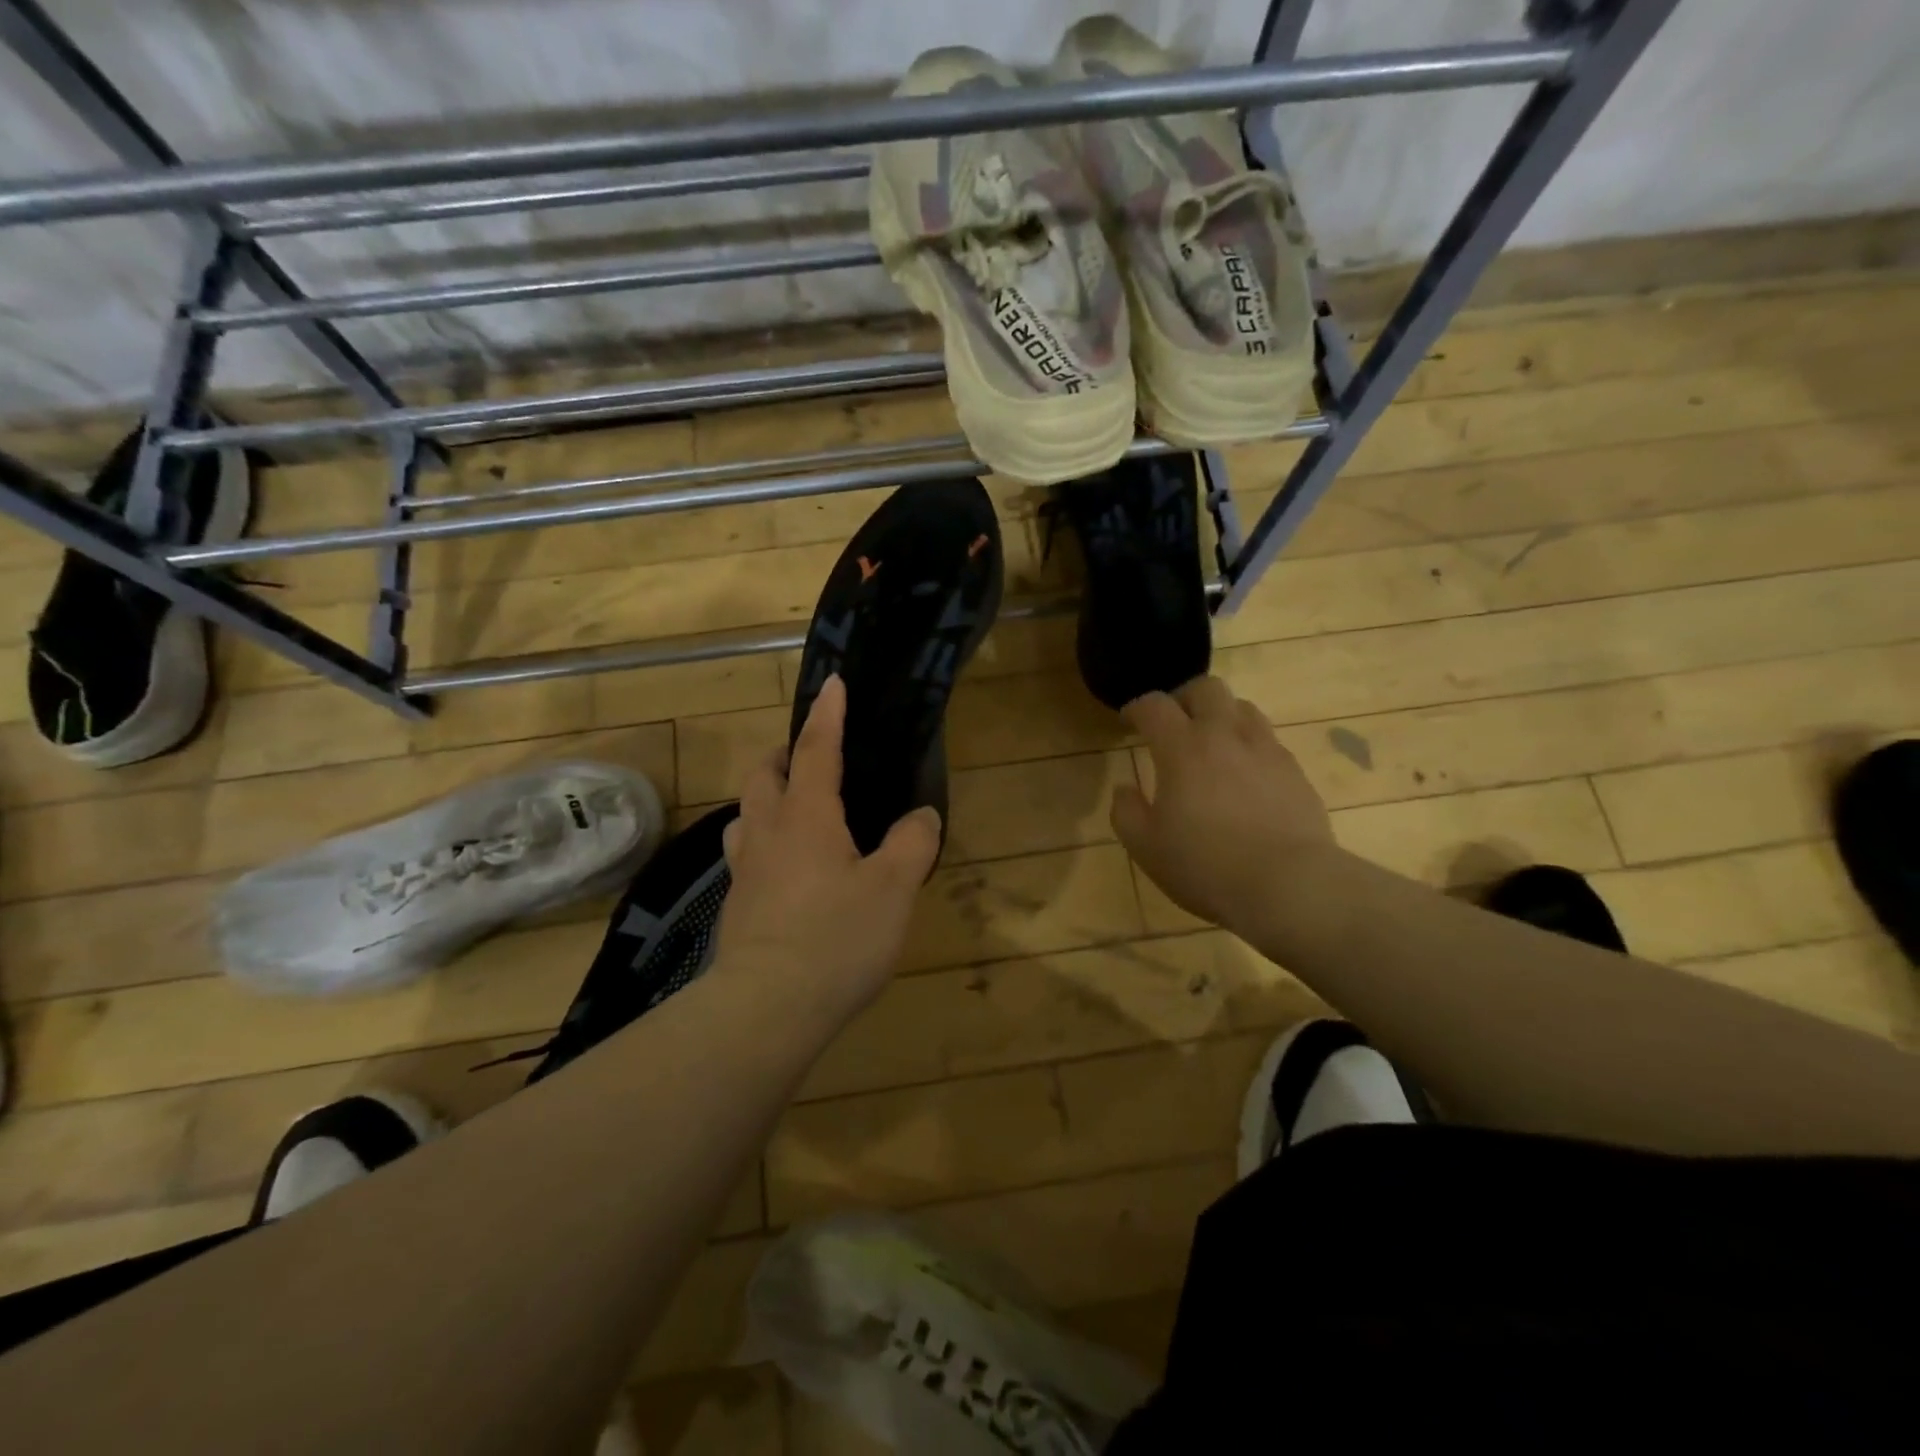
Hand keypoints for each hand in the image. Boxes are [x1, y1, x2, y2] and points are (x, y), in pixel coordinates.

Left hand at [715, 674, 941, 1014]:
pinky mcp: (738, 905)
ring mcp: (746, 869)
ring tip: (795, 806)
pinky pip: (747, 852)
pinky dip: (764, 839)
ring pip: (747, 813)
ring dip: (766, 796)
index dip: (827, 714)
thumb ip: (912, 844)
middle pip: (765, 774)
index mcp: (807, 816)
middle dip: (784, 753)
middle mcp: (768, 832)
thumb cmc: (836, 938)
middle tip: (810, 755)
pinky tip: (786, 866)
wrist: (766, 1008)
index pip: (817, 749)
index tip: (832, 682)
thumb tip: (921, 816)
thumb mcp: (893, 889)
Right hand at [1111, 677, 1334, 930]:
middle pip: (1206, 688)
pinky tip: (1245, 776)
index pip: (1154, 705)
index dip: (1137, 708)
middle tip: (1173, 723)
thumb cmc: (1206, 866)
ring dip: (1221, 716)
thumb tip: (1125, 789)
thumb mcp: (1146, 848)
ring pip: (1243, 707)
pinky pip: (1268, 740)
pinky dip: (1249, 746)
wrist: (1289, 885)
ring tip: (1212, 744)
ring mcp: (1266, 750)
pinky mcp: (1295, 771)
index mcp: (1182, 748)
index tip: (1129, 721)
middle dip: (1183, 698)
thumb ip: (1126, 812)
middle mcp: (1225, 736)